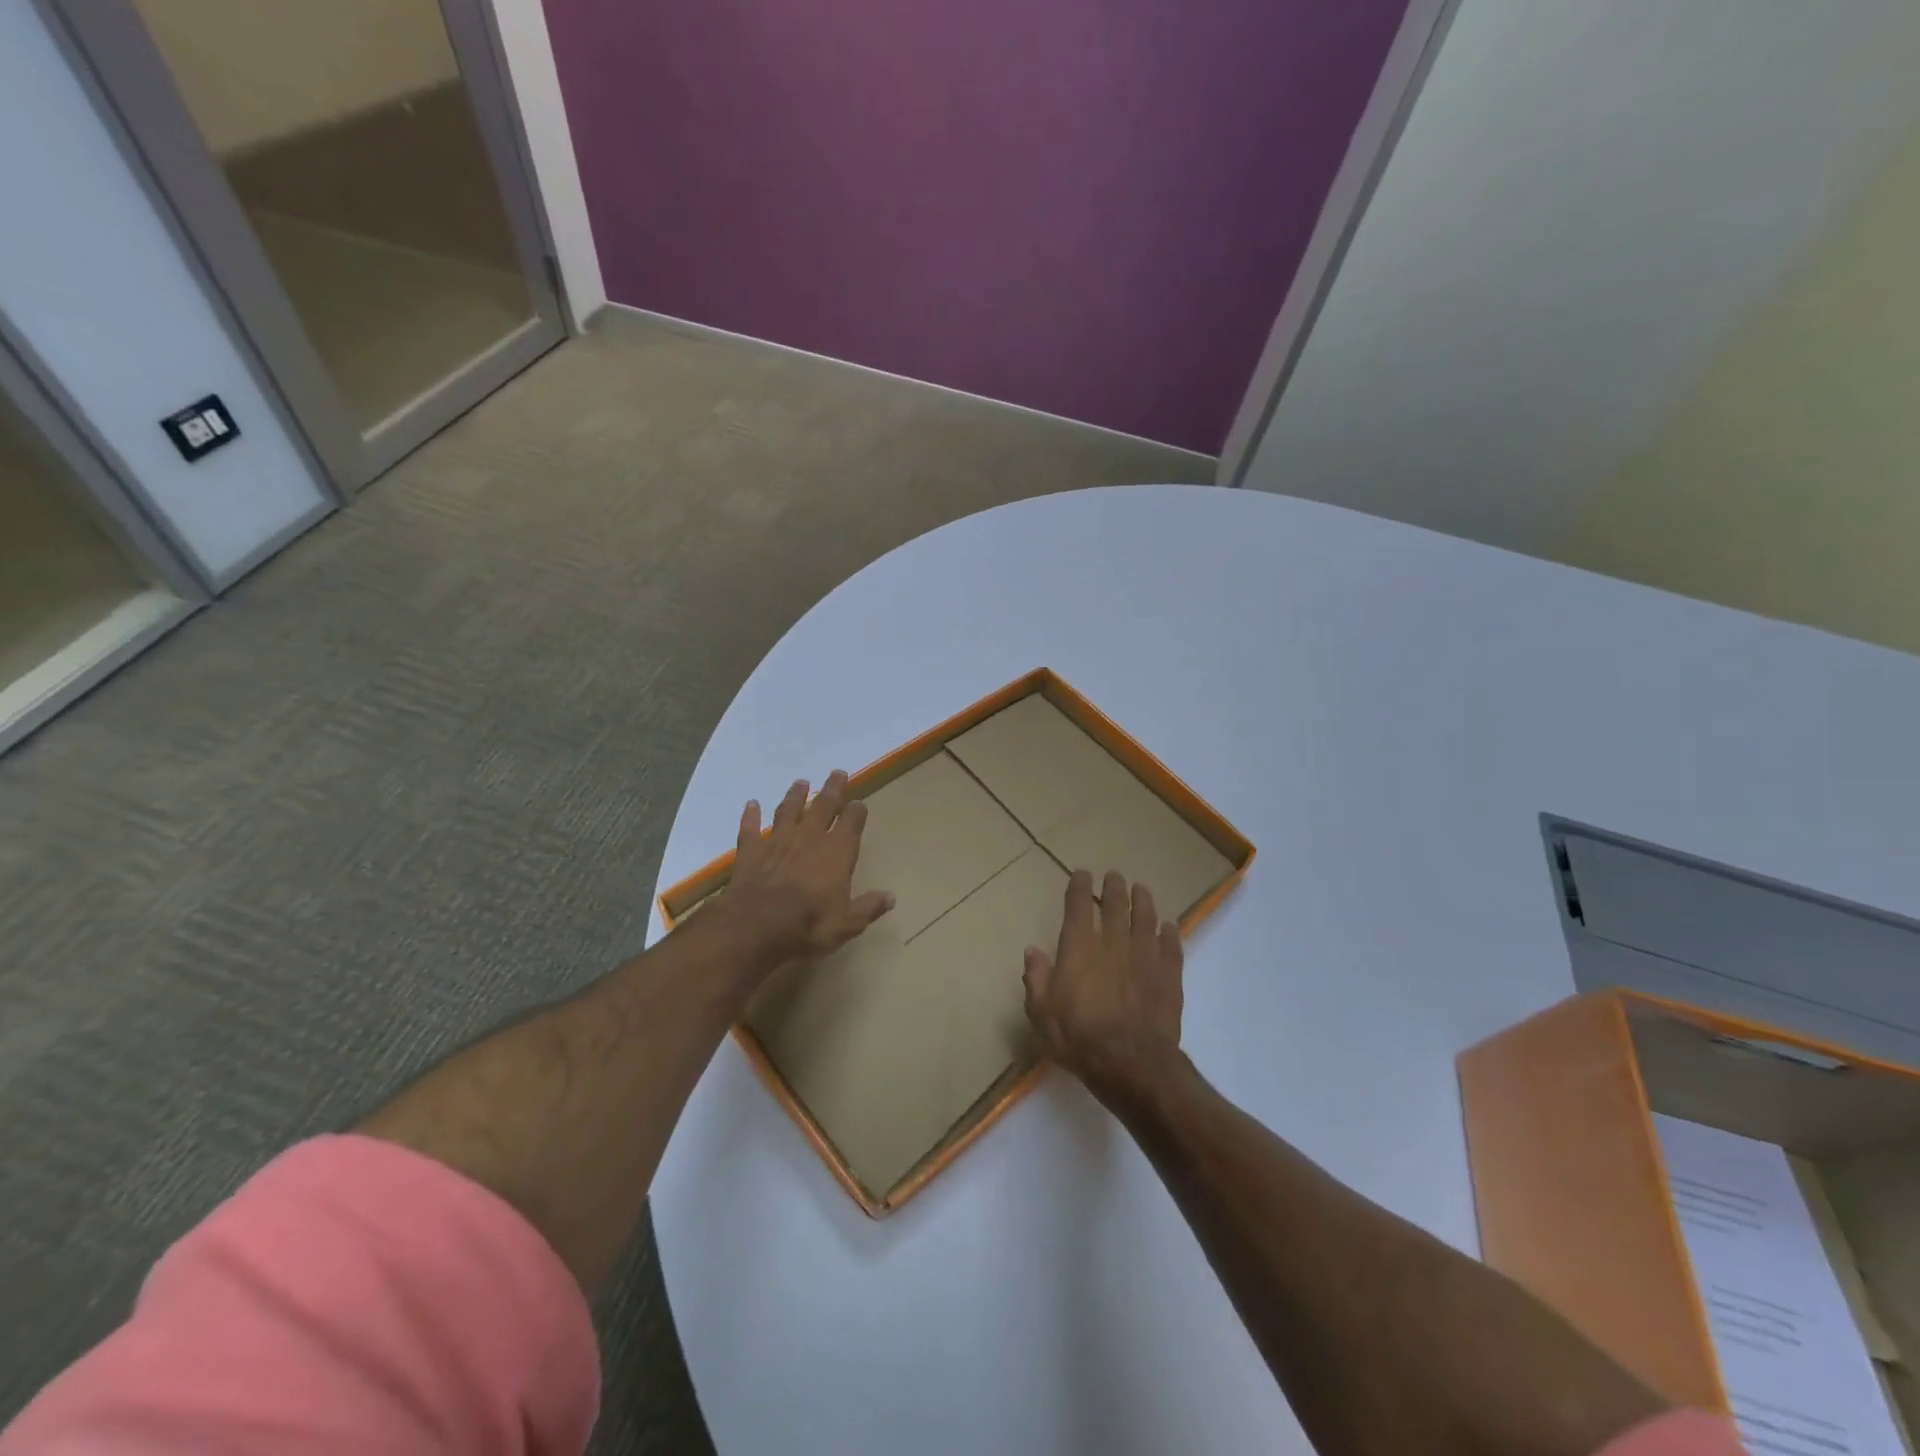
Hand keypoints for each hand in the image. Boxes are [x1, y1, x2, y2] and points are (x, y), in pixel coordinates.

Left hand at [717, 771, 893, 969]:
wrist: (756, 926)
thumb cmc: (808, 925)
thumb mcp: (847, 924)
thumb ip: (868, 907)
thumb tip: (891, 897)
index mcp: (837, 852)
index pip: (852, 822)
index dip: (857, 811)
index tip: (860, 804)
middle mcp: (809, 838)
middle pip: (823, 806)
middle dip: (832, 789)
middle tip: (837, 773)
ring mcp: (778, 841)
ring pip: (789, 811)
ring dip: (795, 796)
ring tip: (800, 782)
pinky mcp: (751, 851)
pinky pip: (751, 828)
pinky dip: (751, 816)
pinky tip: (751, 805)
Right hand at [1023, 870, 1185, 1099]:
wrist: (1131, 1063)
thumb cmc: (1079, 1037)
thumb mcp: (1041, 1012)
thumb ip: (1036, 978)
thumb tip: (1033, 951)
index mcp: (1079, 947)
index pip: (1078, 906)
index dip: (1079, 887)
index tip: (1082, 875)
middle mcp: (1113, 942)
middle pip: (1115, 905)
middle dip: (1114, 887)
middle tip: (1114, 876)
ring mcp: (1145, 956)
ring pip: (1146, 918)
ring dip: (1143, 901)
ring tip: (1141, 890)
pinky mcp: (1169, 975)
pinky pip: (1171, 945)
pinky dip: (1170, 933)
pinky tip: (1169, 927)